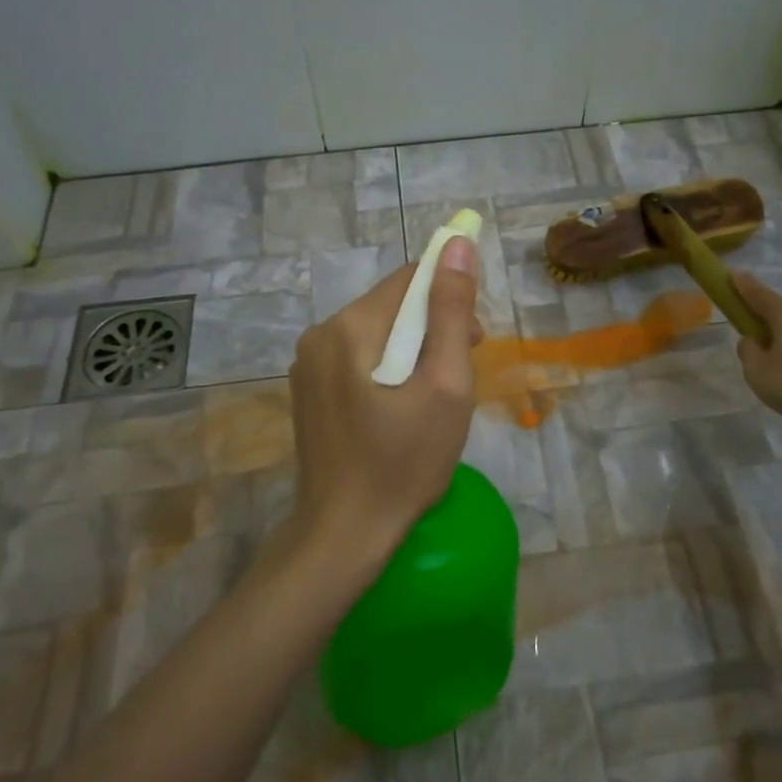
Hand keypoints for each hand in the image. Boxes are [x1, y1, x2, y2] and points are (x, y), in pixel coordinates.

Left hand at [283, 238, 482, 587]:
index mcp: (350, 327)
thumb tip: (457, 246)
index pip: (410, 279)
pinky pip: (358, 359)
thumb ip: (451, 312)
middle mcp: (320, 334)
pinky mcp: (308, 390)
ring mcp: (307, 364)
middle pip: (391, 306)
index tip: (474, 338)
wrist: (343, 535)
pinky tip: (402, 409)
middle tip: (460, 375)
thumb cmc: (404, 463)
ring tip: (434, 397)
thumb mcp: (444, 386)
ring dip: (413, 351)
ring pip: (376, 333)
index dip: (450, 295)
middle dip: (433, 328)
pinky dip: (388, 370)